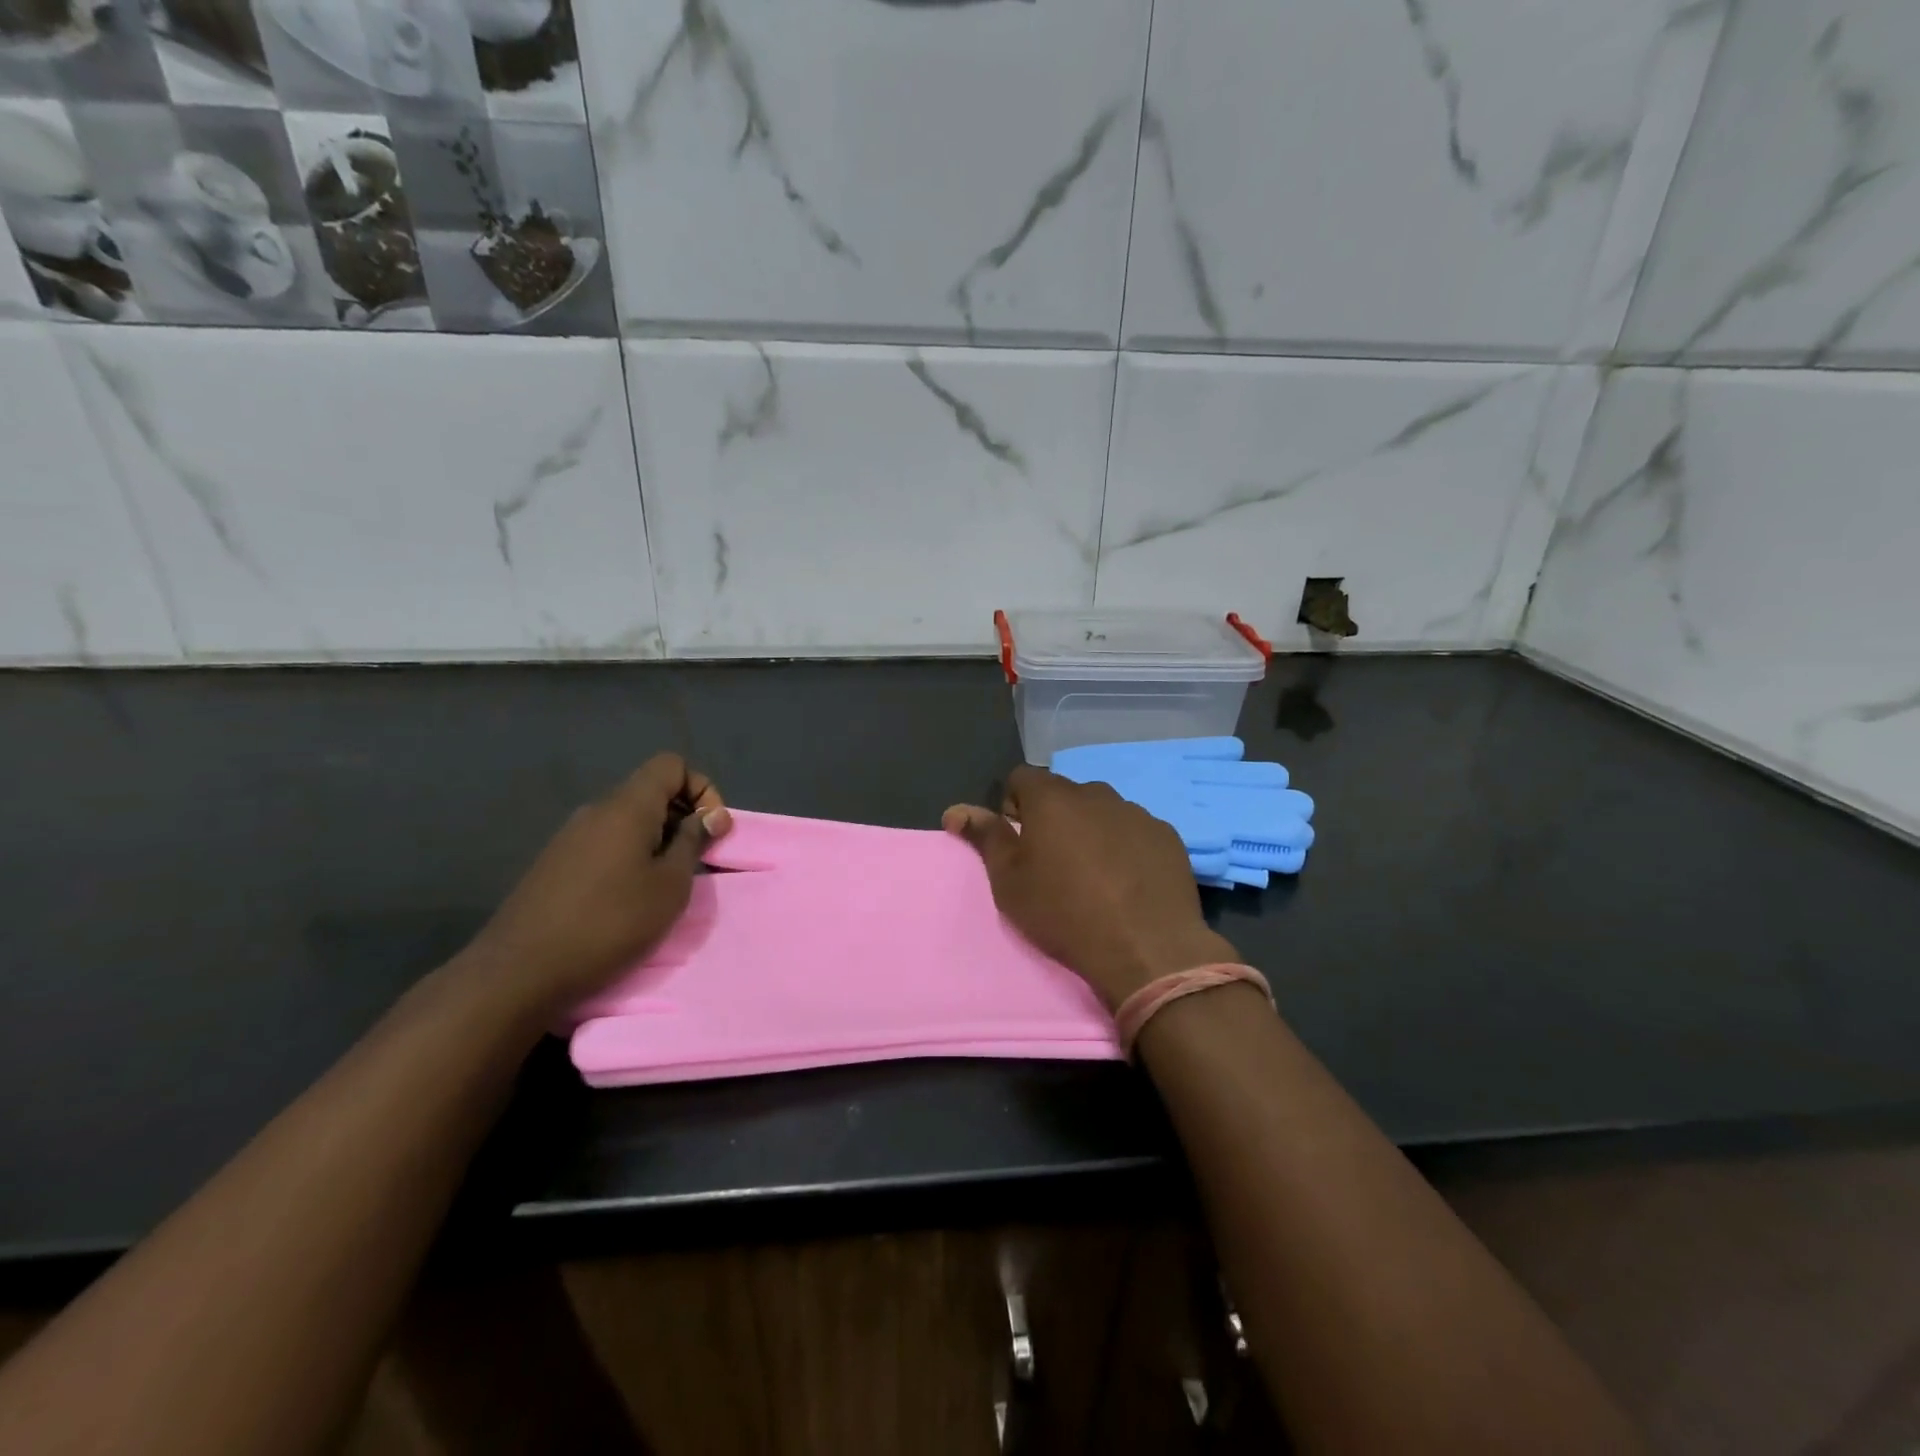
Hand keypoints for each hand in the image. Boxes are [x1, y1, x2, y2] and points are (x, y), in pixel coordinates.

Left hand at [466, 754, 731, 1010]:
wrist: (520, 972)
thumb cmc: (611, 922)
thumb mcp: (670, 885)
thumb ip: (693, 842)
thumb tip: (710, 816)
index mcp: (627, 807)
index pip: (671, 765)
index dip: (701, 789)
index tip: (711, 830)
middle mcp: (596, 811)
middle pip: (650, 792)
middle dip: (683, 818)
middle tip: (696, 862)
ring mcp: (570, 837)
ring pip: (628, 821)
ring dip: (657, 841)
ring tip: (664, 885)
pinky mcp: (555, 864)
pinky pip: (605, 843)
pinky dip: (630, 857)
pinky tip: (628, 899)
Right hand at [944, 766, 1236, 1010]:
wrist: (1146, 948)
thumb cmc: (1064, 913)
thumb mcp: (1010, 882)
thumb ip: (985, 838)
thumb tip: (956, 810)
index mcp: (1052, 799)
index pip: (1021, 777)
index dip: (1013, 804)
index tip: (1017, 838)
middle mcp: (1096, 794)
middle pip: (1064, 795)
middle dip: (1054, 818)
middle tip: (1053, 862)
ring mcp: (1136, 813)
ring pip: (1102, 811)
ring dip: (1091, 830)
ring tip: (1094, 875)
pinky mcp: (1166, 835)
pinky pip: (1134, 831)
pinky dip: (1125, 846)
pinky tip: (1128, 882)